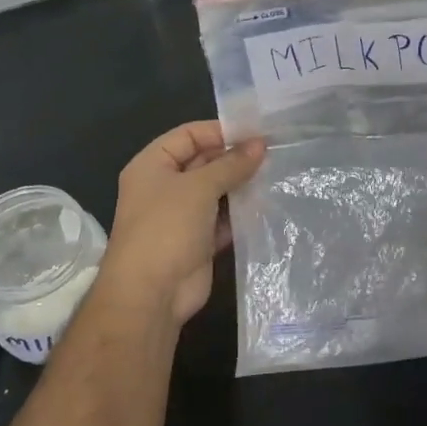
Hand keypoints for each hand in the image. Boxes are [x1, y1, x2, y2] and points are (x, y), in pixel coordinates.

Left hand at [106, 121, 265, 323]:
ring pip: (215, 191)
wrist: (151, 294)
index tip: (256, 132)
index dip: (220, 131)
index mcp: (152, 165)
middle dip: (234, 158)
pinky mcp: (197, 242)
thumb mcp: (199, 187)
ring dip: (240, 185)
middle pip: (203, 162)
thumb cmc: (167, 228)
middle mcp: (164, 187)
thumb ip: (231, 164)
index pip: (188, 135)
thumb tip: (259, 144)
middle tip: (273, 153)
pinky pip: (222, 219)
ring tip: (275, 175)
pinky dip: (240, 214)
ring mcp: (180, 216)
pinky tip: (266, 205)